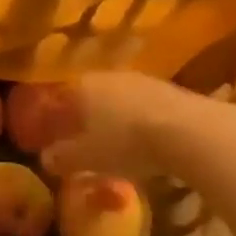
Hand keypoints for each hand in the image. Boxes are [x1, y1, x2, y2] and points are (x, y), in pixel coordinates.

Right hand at [39, 71, 206, 180]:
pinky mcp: (170, 90)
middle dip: (82, 119)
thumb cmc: (125, 142)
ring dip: (112, 119)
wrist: (189, 132)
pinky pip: (142, 107)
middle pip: (88, 97)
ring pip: (117, 100)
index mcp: (81, 86)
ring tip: (113, 143)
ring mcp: (141, 80)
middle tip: (81, 142)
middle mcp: (107, 76)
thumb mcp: (87, 158)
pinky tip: (143, 141)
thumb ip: (63, 158)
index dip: (51, 121)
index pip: (58, 100)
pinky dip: (137, 122)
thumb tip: (47, 159)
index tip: (50, 139)